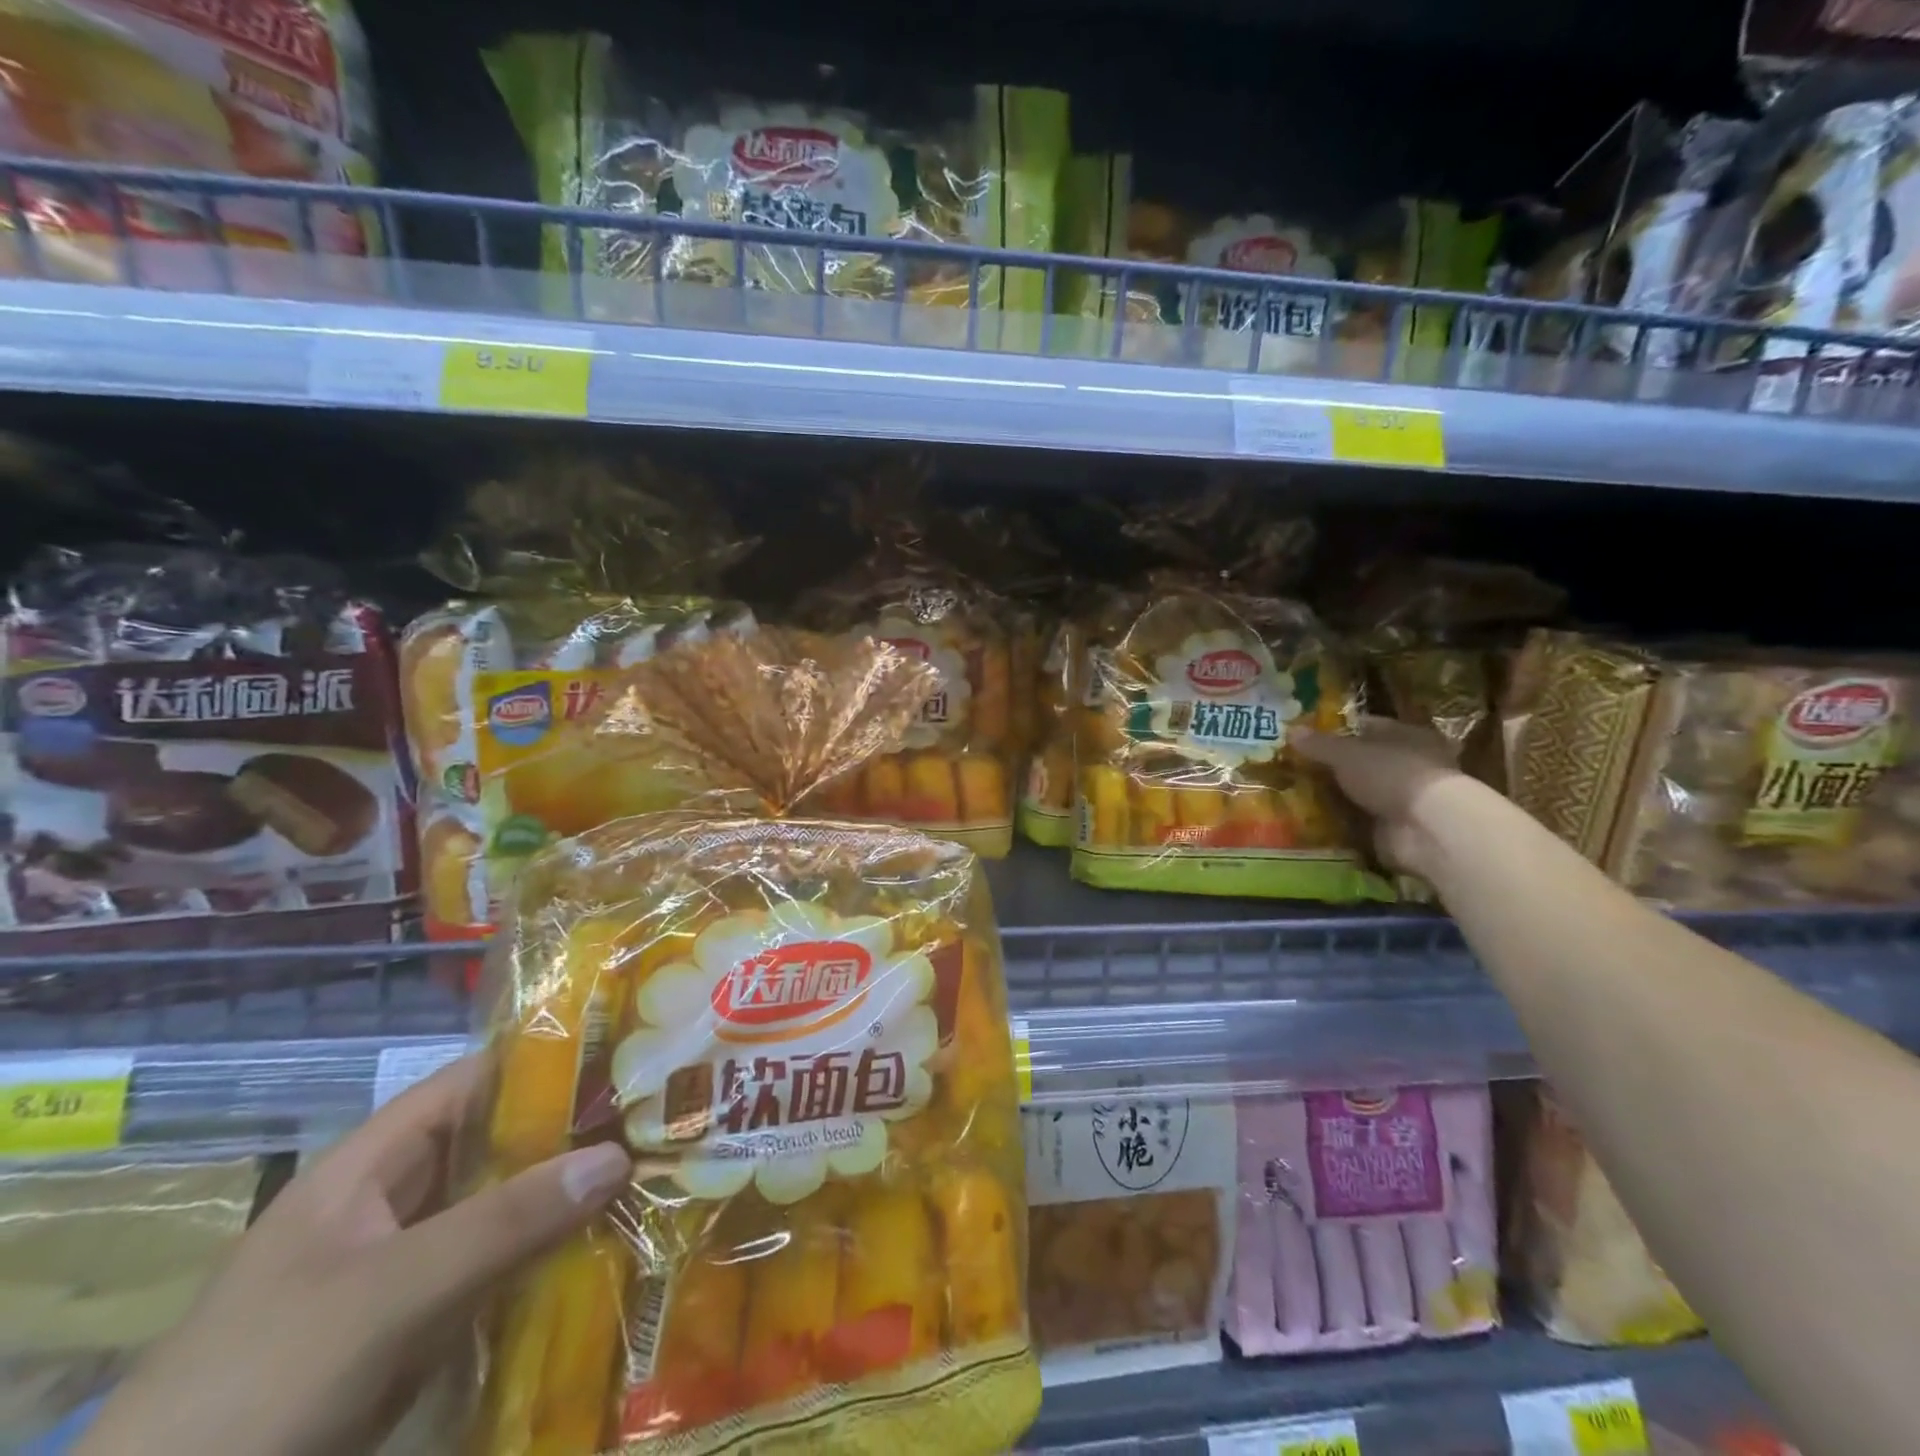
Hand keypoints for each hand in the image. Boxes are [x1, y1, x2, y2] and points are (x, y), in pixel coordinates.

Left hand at [77, 1054, 630, 1455]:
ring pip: (500, 1211)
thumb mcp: (387, 1295)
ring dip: (564, 1198)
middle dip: (570, 1133)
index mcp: (370, 1166)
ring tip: (649, 1174)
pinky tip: (605, 1252)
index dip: (544, 1061)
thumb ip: (503, 1224)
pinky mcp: (415, 1329)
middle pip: (494, 1146)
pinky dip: (545, 1260)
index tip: (623, 1056)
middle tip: (655, 1118)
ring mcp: (403, 1270)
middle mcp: (391, 1204)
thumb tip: (619, 1156)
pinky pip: (495, 1273)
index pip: (472, 1083)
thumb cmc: (262, 1385)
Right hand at [1290, 716, 1470, 875]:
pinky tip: (1314, 819)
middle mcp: (1410, 763)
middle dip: (1334, 766)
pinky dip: (1342, 821)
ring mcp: (1404, 798)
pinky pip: (1361, 820)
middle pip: (1364, 761)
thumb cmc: (1391, 774)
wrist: (1425, 828)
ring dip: (1337, 795)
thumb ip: (1319, 744)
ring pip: (1362, 791)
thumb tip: (1291, 730)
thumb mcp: (1346, 753)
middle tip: (1296, 768)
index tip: (1307, 738)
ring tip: (1297, 794)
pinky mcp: (1396, 827)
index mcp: (1407, 735)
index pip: (1367, 727)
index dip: (1337, 731)